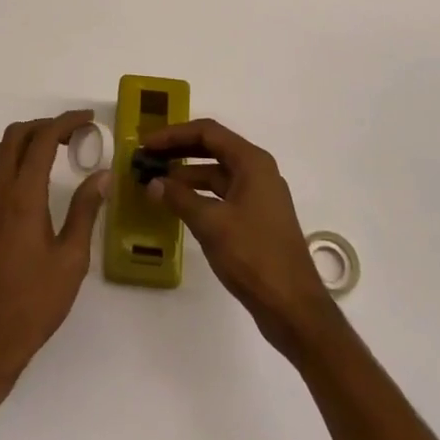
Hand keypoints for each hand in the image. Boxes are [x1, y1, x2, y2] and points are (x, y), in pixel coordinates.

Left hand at [0, 110, 108, 388]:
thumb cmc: (34, 304)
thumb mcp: (71, 260)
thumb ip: (86, 211)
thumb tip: (103, 174)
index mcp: (23, 197)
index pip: (42, 140)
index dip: (65, 122)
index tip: (88, 119)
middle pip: (15, 136)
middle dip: (45, 125)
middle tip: (73, 134)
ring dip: (25, 140)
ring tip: (54, 151)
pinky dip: (11, 158)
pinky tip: (30, 179)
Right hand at [143, 118, 338, 356]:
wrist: (293, 307)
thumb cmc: (254, 256)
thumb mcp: (211, 224)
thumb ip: (179, 199)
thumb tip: (152, 183)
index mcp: (252, 162)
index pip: (207, 132)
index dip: (174, 134)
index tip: (146, 143)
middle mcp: (257, 171)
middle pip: (212, 148)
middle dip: (178, 150)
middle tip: (147, 157)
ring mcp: (258, 195)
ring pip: (216, 173)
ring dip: (186, 175)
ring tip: (156, 182)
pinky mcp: (255, 218)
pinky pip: (222, 194)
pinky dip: (199, 195)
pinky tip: (177, 205)